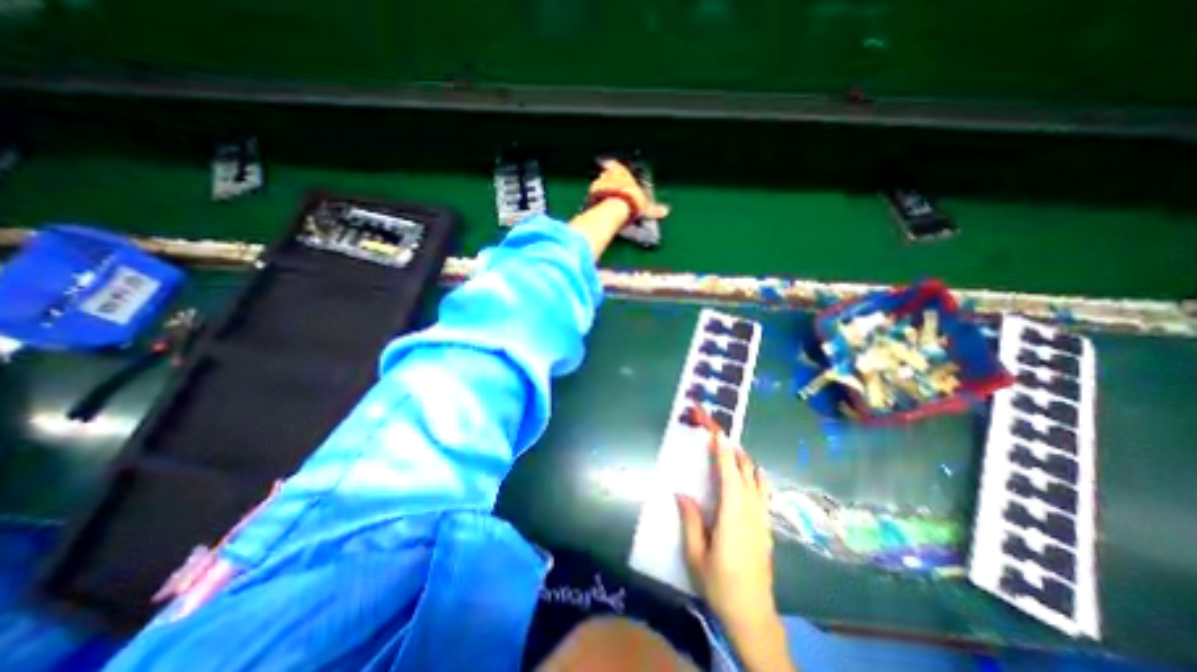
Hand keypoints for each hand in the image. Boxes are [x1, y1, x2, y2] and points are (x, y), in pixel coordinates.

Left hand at [590, 156, 671, 218]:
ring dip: (600, 190)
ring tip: (603, 199)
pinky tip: (596, 206)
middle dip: (607, 180)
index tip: (610, 166)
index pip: (616, 166)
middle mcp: (609, 175)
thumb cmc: (633, 202)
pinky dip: (594, 200)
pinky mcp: (591, 196)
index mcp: (622, 173)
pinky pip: (591, 197)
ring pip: (597, 184)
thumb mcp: (646, 207)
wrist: (615, 207)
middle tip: (609, 187)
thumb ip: (654, 209)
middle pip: (605, 174)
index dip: (613, 167)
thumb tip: (665, 212)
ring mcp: (598, 185)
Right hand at [683, 434, 776, 633]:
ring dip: (745, 462)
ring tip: (732, 451)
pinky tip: (750, 476)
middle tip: (719, 436)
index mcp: (732, 517)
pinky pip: (763, 493)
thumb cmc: (720, 585)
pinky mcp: (766, 527)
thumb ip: (690, 521)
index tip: (718, 433)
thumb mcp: (696, 555)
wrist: (753, 616)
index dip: (723, 452)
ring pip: (758, 481)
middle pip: (746, 473)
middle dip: (734, 451)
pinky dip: (756, 477)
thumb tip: (680, 493)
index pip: (729, 475)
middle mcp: (751, 512)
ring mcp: (762, 519)